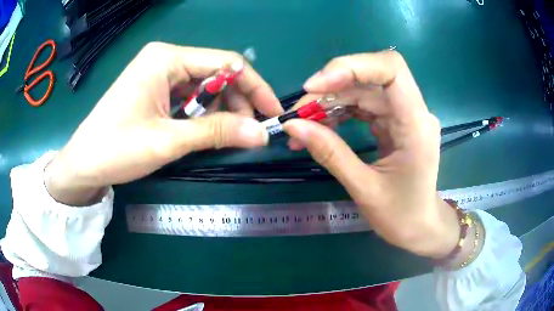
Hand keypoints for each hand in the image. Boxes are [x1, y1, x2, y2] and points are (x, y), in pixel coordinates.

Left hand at [45, 43, 282, 205]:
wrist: (82, 164)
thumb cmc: (116, 148)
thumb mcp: (168, 141)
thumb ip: (216, 132)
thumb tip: (261, 134)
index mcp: (166, 58)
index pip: (225, 62)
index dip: (254, 86)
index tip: (272, 112)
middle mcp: (165, 59)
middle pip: (216, 73)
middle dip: (237, 101)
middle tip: (249, 132)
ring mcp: (158, 74)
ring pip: (203, 86)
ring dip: (220, 110)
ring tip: (228, 135)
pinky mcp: (153, 90)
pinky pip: (188, 97)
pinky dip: (202, 114)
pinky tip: (205, 130)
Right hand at [284, 51, 458, 257]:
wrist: (420, 227)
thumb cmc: (401, 216)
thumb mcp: (364, 188)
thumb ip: (330, 153)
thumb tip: (292, 126)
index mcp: (416, 125)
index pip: (391, 69)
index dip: (352, 66)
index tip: (315, 86)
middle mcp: (413, 111)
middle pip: (369, 79)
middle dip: (330, 89)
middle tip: (298, 113)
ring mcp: (404, 115)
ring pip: (363, 90)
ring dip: (330, 102)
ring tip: (303, 124)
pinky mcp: (395, 122)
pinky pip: (364, 106)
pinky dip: (339, 112)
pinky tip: (320, 127)